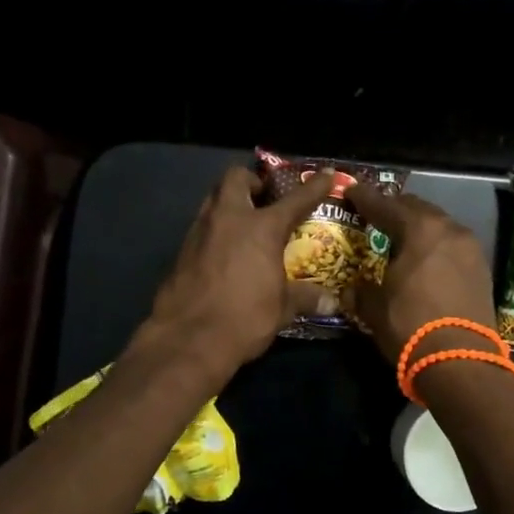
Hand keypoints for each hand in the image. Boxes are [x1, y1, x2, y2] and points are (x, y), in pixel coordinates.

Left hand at [130, 164, 335, 383]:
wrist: (187, 338)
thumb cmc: (244, 318)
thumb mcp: (282, 309)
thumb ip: (305, 298)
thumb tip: (331, 303)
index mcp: (261, 227)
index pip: (295, 199)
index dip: (313, 186)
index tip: (325, 175)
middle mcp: (229, 219)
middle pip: (236, 179)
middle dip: (251, 182)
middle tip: (264, 198)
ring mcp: (200, 232)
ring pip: (213, 199)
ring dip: (229, 203)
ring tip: (244, 224)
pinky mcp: (181, 251)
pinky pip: (201, 227)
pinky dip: (215, 231)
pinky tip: (223, 252)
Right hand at [343, 182, 497, 365]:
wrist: (462, 362)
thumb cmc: (411, 326)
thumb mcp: (375, 308)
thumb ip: (360, 291)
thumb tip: (351, 290)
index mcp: (420, 229)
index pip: (386, 206)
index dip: (365, 199)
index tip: (351, 192)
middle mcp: (450, 230)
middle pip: (417, 209)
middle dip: (395, 209)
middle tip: (376, 215)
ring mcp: (471, 249)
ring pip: (439, 226)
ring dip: (419, 228)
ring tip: (401, 239)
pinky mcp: (482, 270)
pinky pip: (453, 247)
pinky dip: (436, 247)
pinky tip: (424, 261)